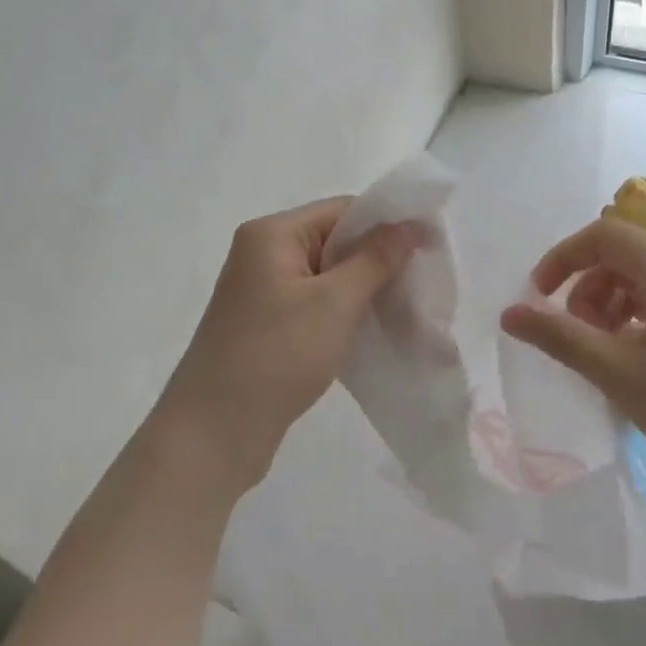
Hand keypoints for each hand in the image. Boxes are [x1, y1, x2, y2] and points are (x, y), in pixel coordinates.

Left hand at [156, 197, 420, 493]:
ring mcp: (264, 293)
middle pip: (337, 242)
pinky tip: (378, 333)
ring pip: (331, 278)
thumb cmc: (276, 356)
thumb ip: (376, 259)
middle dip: (382, 263)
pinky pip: (319, 307)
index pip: (343, 210)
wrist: (214, 434)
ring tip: (410, 315)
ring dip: (369, 293)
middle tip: (425, 286)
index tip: (432, 247)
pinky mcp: (269, 327)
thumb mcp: (335, 303)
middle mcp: (264, 255)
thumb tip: (409, 225)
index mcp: (273, 235)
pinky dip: (348, 315)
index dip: (389, 224)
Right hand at [499, 216, 645, 483]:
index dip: (563, 258)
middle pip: (622, 255)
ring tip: (603, 352)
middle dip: (587, 288)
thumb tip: (508, 314)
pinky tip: (632, 359)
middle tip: (577, 337)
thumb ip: (559, 337)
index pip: (604, 235)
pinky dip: (636, 318)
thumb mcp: (616, 372)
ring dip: (609, 305)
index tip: (539, 297)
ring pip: (642, 279)